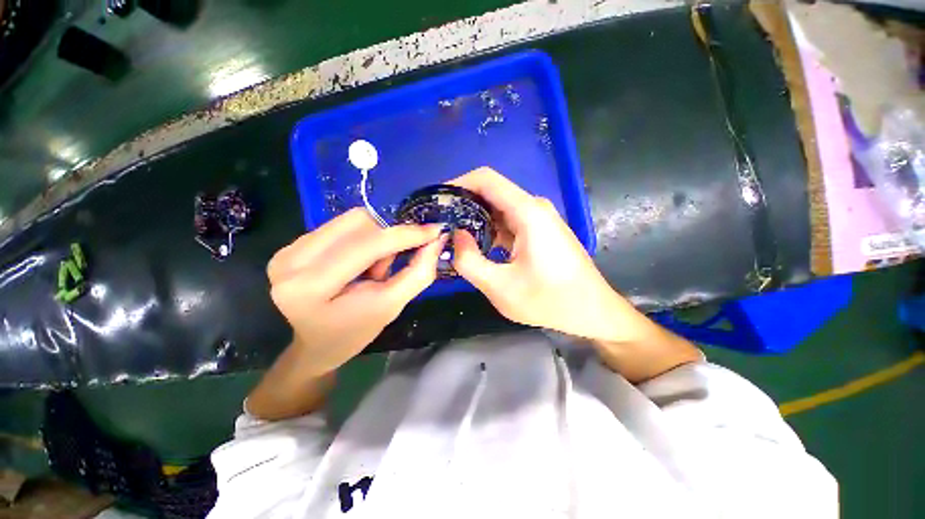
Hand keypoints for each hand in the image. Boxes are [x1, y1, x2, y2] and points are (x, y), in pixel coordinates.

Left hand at [267, 208, 445, 375]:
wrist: (318, 343)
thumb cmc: (355, 331)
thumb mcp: (392, 306)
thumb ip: (418, 272)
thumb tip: (437, 238)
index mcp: (309, 287)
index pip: (365, 246)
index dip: (404, 235)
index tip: (435, 231)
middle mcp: (290, 261)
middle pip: (357, 223)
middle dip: (388, 238)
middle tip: (391, 265)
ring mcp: (288, 249)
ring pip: (351, 220)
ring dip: (376, 239)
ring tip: (373, 268)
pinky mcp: (293, 244)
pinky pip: (342, 225)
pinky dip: (363, 238)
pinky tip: (359, 262)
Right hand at [450, 168, 649, 343]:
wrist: (591, 310)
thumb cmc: (550, 300)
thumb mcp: (501, 288)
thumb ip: (469, 261)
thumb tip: (455, 236)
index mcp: (527, 212)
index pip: (486, 179)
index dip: (458, 184)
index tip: (438, 201)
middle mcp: (533, 207)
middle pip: (491, 192)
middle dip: (463, 204)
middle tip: (440, 224)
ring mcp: (538, 218)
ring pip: (498, 208)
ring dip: (475, 219)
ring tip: (453, 237)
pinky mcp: (539, 230)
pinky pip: (507, 221)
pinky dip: (489, 229)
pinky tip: (476, 246)